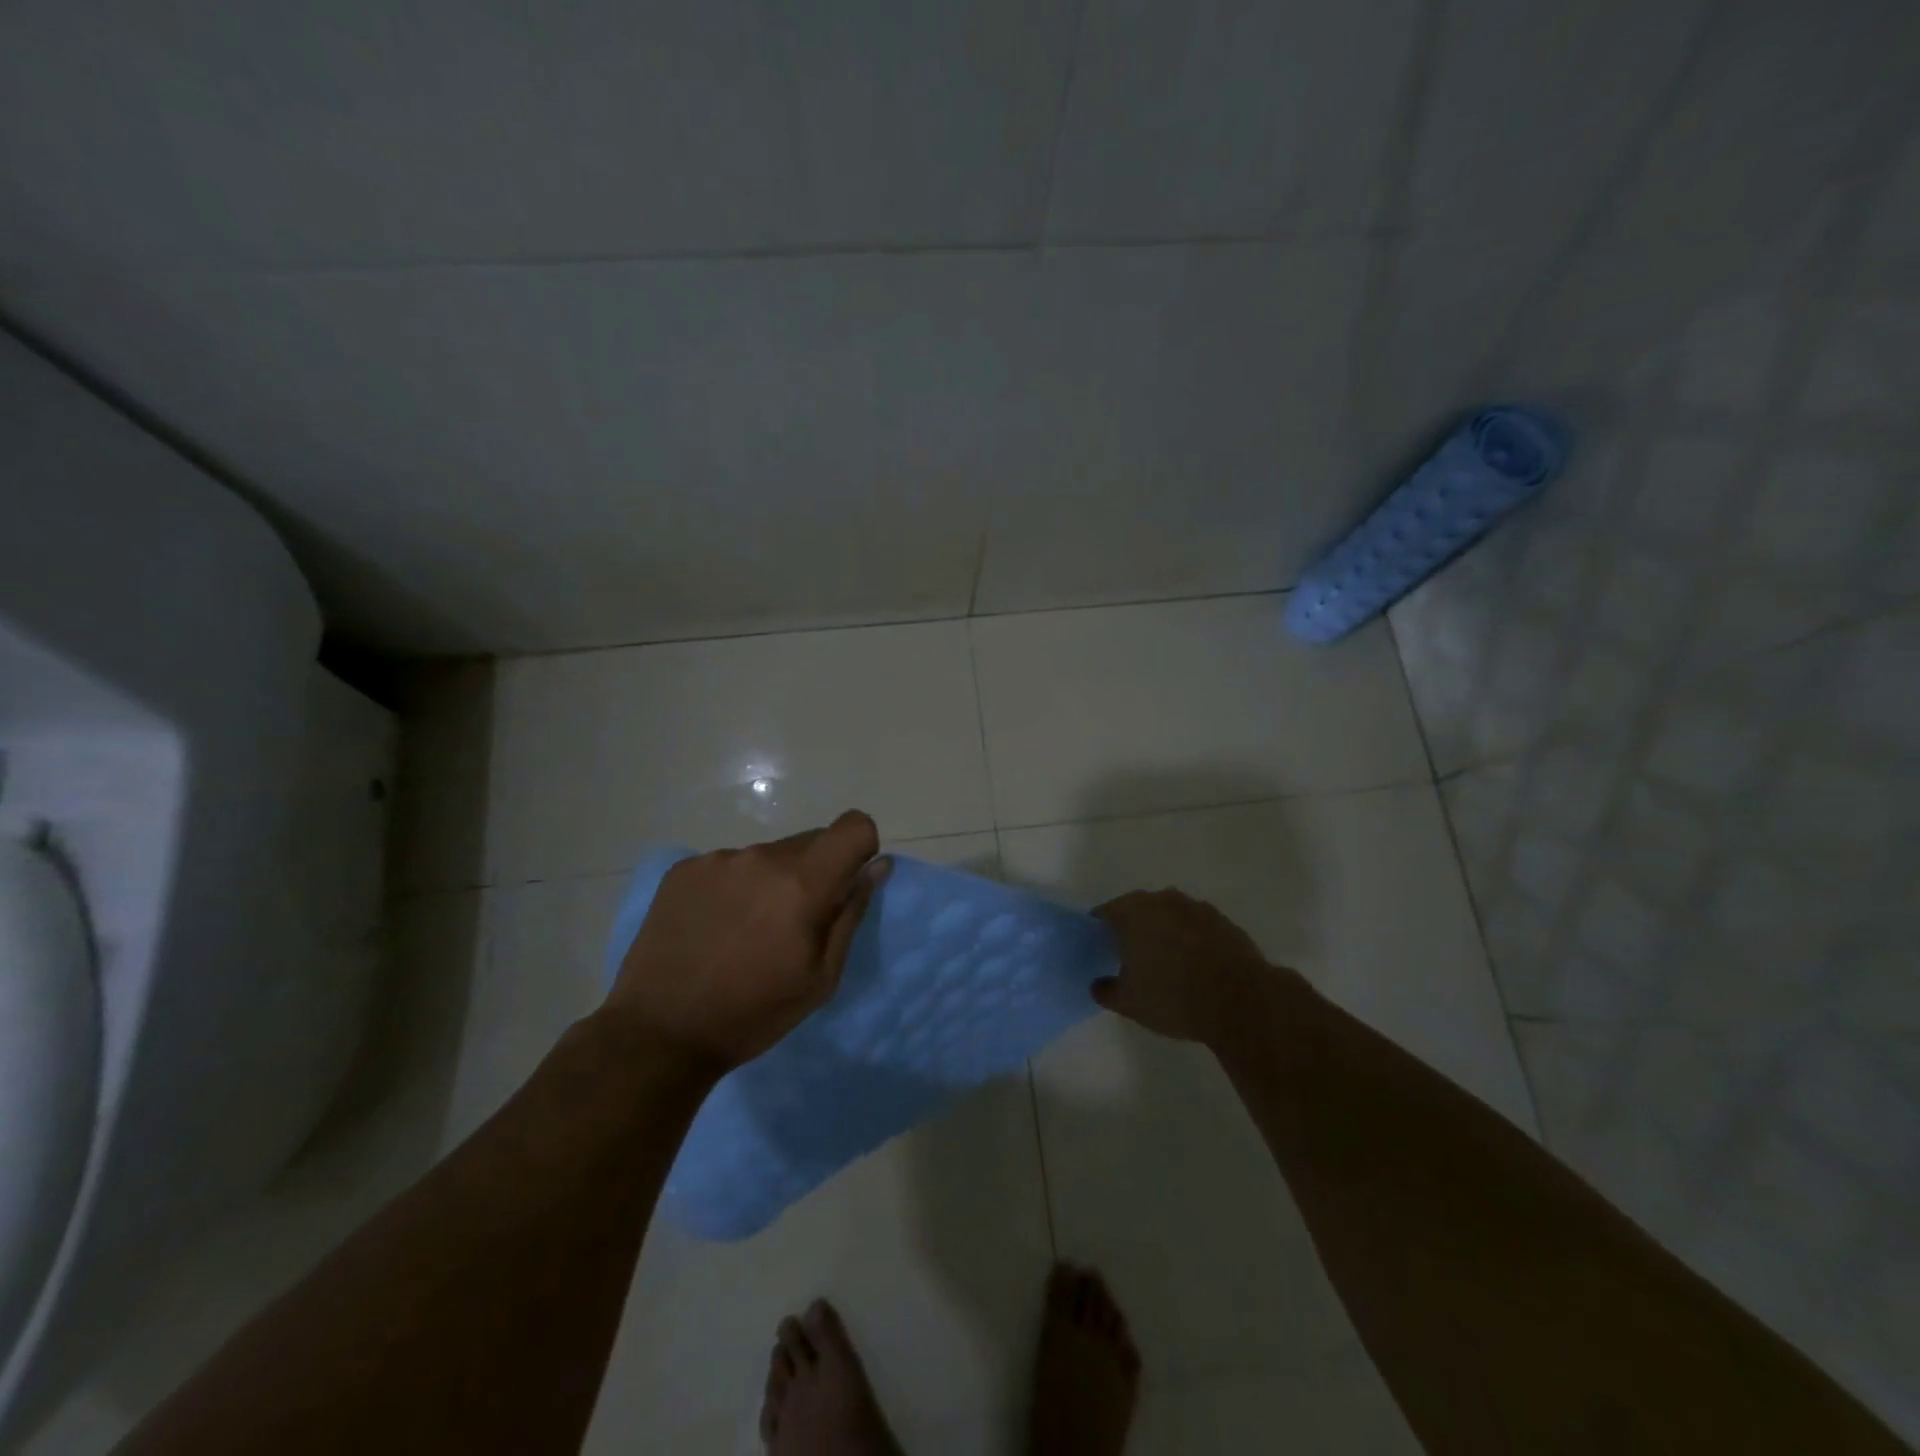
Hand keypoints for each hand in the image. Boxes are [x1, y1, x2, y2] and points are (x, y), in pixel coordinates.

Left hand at [607, 810, 885, 1080]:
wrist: (658, 1033)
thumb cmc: (753, 1014)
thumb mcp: (820, 978)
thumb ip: (851, 915)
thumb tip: (878, 867)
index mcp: (801, 883)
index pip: (853, 826)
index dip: (860, 847)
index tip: (847, 882)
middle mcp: (761, 857)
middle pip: (811, 841)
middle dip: (816, 872)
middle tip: (793, 923)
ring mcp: (718, 860)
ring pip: (768, 855)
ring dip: (772, 880)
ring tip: (746, 930)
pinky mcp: (684, 868)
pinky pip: (730, 864)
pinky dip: (735, 886)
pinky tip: (715, 926)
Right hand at [1091, 889, 1295, 1044]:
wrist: (1241, 1000)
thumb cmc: (1173, 996)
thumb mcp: (1129, 1003)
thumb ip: (1106, 991)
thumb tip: (1098, 984)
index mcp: (1133, 911)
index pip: (1105, 913)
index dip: (1099, 932)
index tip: (1099, 951)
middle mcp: (1163, 899)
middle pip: (1138, 910)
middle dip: (1132, 929)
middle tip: (1130, 958)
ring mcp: (1197, 908)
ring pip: (1169, 916)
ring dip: (1164, 932)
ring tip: (1165, 963)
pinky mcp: (1224, 922)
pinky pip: (1196, 928)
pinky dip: (1191, 940)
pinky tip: (1194, 966)